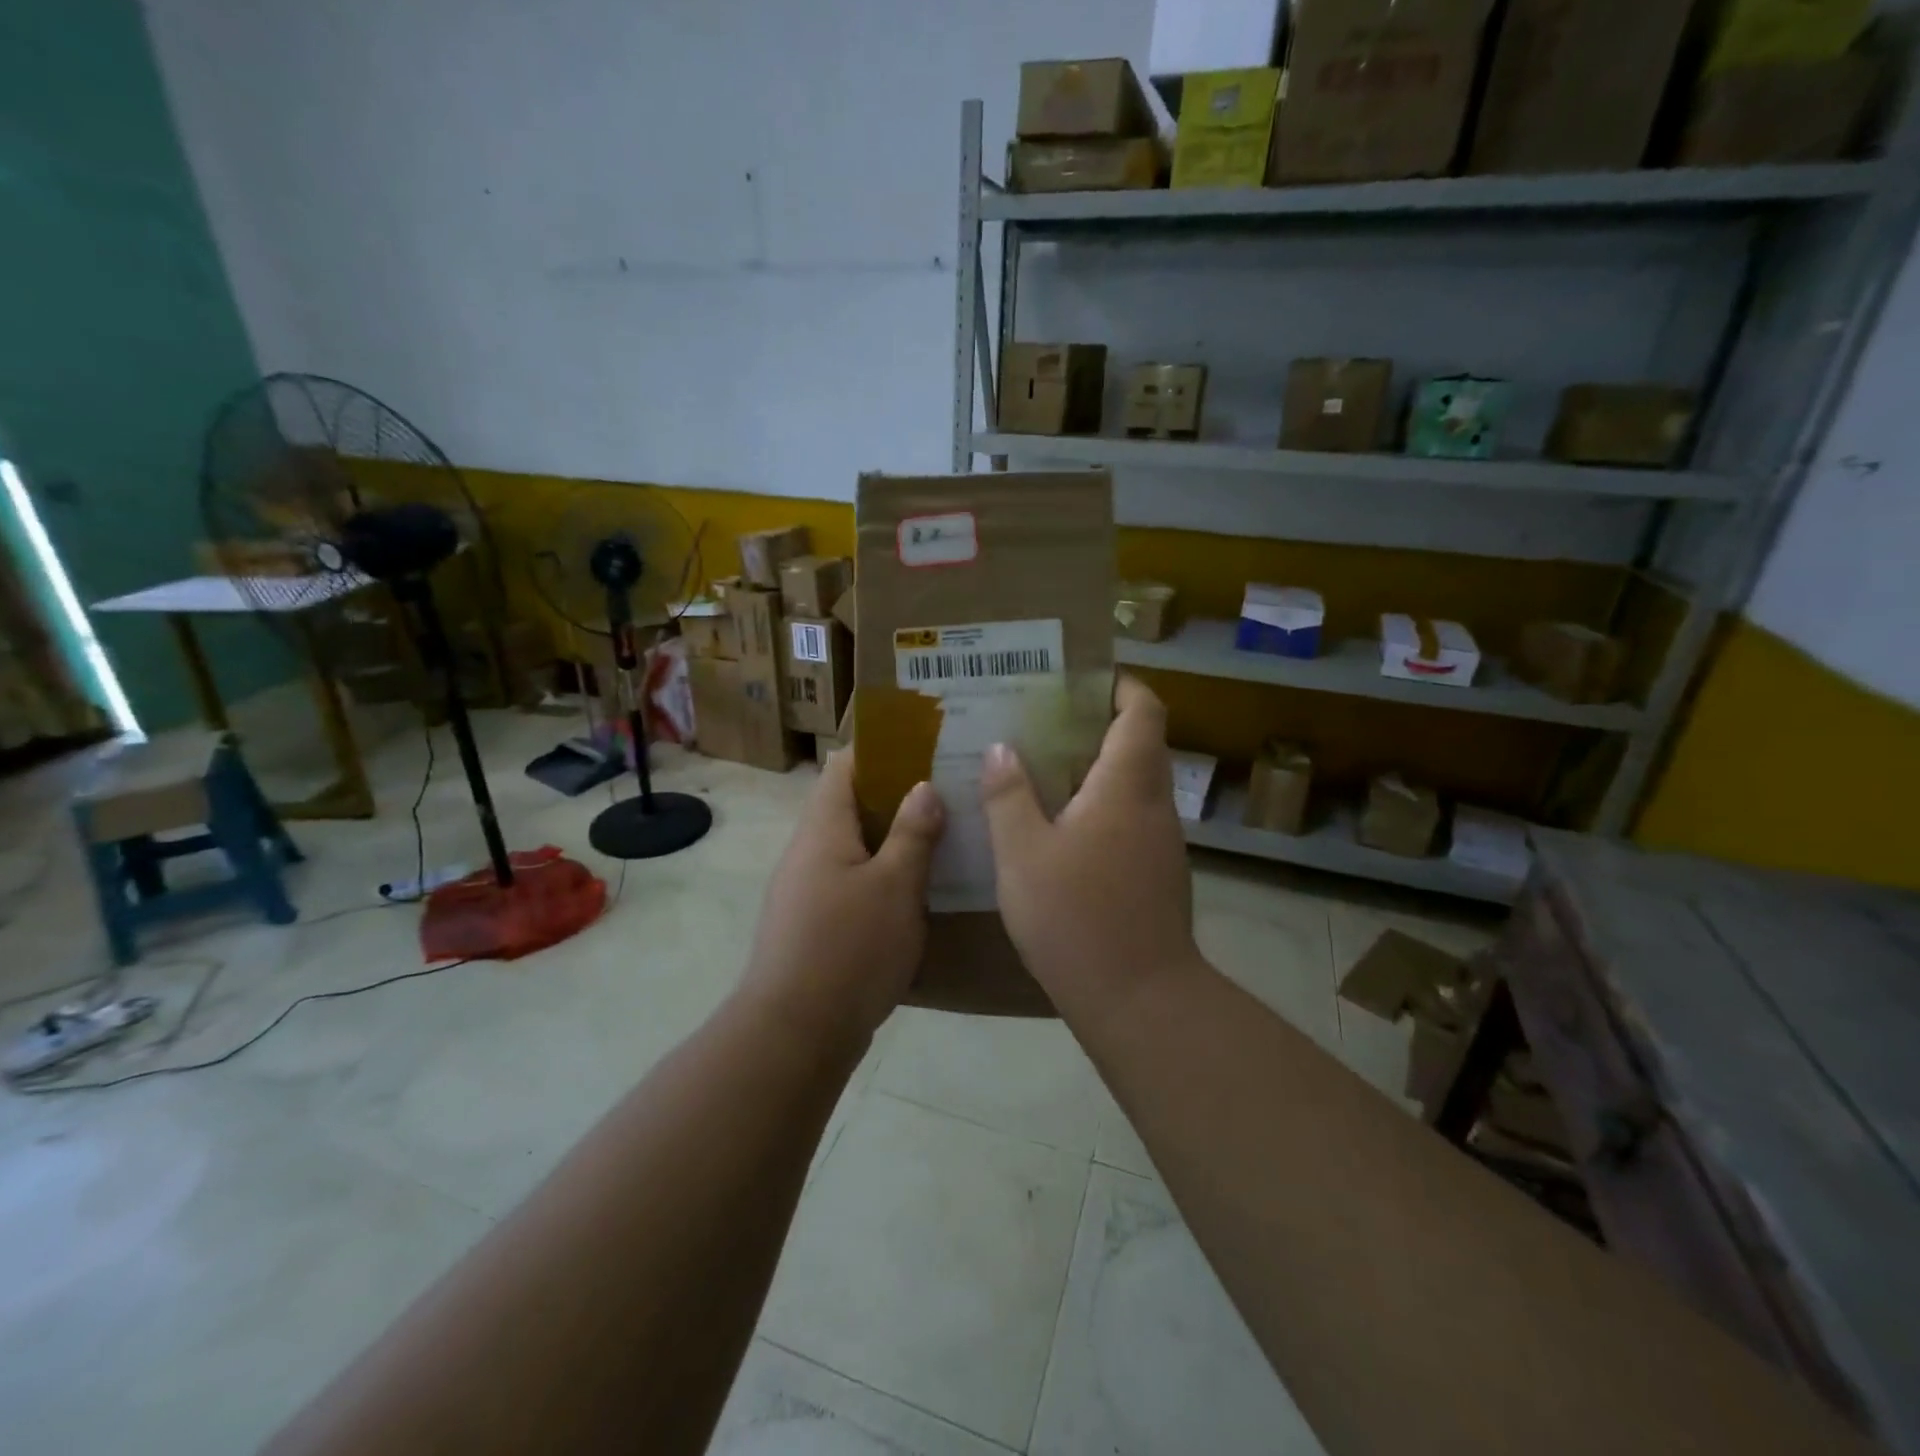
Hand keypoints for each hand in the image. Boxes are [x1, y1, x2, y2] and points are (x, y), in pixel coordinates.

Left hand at [742, 749, 943, 1046]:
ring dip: (893, 838)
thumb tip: (923, 787)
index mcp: (823, 827)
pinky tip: (918, 888)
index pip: (847, 764)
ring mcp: (806, 889)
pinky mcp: (813, 924)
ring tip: (943, 835)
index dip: (884, 749)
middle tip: (949, 792)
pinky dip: (883, 874)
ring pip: (854, 845)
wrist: (794, 1034)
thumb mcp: (896, 885)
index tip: (928, 747)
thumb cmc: (849, 948)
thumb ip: (912, 833)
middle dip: (898, 795)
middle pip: (851, 804)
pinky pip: (852, 881)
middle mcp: (808, 850)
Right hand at [980, 676, 1201, 1024]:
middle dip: (1096, 724)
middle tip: (1041, 721)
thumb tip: (1003, 748)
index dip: (1120, 683)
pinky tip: (1060, 829)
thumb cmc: (1076, 916)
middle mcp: (1155, 804)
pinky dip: (1101, 807)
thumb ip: (1009, 795)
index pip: (1143, 709)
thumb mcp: (1022, 852)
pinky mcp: (1158, 874)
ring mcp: (1162, 843)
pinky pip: (1131, 819)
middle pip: (1140, 743)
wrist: (1139, 999)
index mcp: (1127, 784)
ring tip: (1041, 770)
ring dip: (1096, 769)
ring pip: (1134, 784)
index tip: (1080, 676)